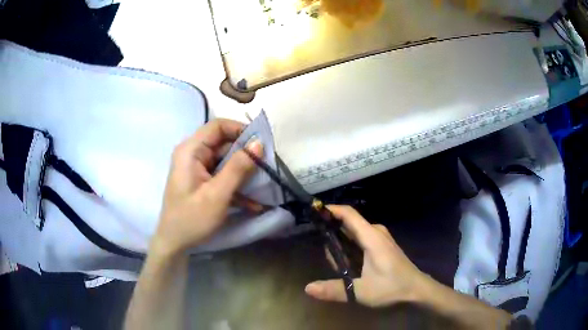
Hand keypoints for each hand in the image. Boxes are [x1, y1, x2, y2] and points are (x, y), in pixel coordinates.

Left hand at [151, 119, 263, 256]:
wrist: (174, 244)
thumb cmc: (191, 219)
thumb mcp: (217, 195)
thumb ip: (238, 168)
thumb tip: (258, 143)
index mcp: (191, 151)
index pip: (218, 126)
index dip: (240, 129)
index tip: (261, 143)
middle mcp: (194, 155)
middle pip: (224, 144)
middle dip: (246, 155)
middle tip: (268, 166)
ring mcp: (198, 169)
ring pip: (227, 161)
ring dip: (245, 174)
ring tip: (264, 185)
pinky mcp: (203, 182)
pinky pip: (223, 176)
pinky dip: (237, 187)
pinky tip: (253, 204)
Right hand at [305, 205, 426, 306]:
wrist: (417, 289)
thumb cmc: (391, 287)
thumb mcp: (361, 291)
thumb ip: (334, 289)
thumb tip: (308, 288)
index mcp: (371, 237)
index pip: (348, 214)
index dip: (330, 210)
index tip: (313, 212)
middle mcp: (376, 232)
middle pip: (349, 223)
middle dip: (332, 232)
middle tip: (320, 249)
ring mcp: (380, 238)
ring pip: (355, 233)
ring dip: (341, 242)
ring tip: (334, 263)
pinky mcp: (382, 245)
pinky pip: (361, 239)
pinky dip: (350, 246)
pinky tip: (347, 263)